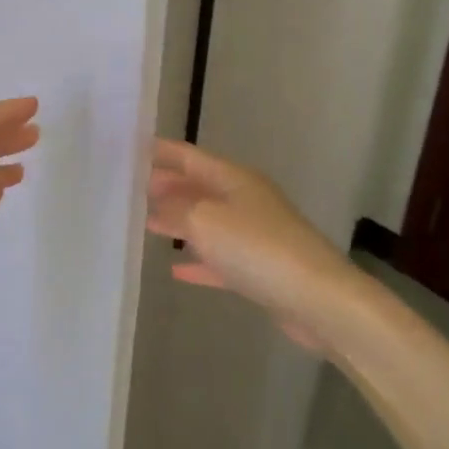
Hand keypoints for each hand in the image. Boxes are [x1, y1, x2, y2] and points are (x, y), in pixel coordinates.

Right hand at [146, 139, 371, 351]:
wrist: (317, 299)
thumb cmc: (256, 248)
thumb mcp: (204, 221)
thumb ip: (174, 209)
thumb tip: (157, 204)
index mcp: (234, 179)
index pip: (190, 156)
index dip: (162, 152)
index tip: (131, 150)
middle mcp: (245, 200)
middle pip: (199, 187)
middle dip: (168, 186)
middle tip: (132, 189)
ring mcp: (255, 235)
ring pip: (208, 222)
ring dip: (179, 221)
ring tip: (147, 222)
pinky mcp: (260, 270)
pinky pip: (220, 258)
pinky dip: (199, 260)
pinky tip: (176, 269)